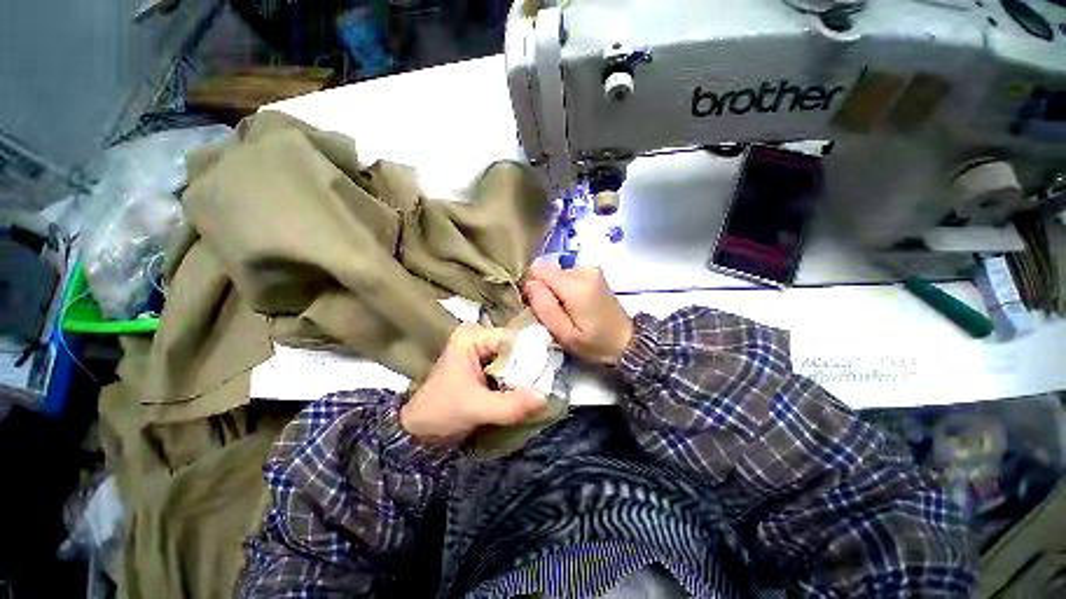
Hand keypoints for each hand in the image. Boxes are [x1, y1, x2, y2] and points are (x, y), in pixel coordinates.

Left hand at [400, 323, 546, 444]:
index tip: (551, 374)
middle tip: (549, 386)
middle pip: (516, 349)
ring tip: (543, 391)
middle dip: (531, 369)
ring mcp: (482, 352)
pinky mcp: (485, 367)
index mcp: (472, 336)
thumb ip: (510, 404)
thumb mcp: (476, 408)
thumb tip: (545, 397)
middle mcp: (479, 337)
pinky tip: (529, 395)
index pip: (513, 339)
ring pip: (514, 361)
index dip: (533, 356)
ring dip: (526, 378)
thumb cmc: (440, 413)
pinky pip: (509, 371)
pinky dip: (518, 383)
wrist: (417, 434)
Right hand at [524, 262, 633, 365]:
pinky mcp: (594, 272)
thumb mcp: (565, 335)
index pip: (538, 268)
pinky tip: (574, 304)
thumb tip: (530, 284)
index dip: (532, 286)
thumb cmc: (595, 343)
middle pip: (547, 269)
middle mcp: (584, 270)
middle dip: (544, 289)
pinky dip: (565, 287)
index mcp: (576, 286)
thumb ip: (545, 308)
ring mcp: (591, 269)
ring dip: (555, 289)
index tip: (538, 305)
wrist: (627, 341)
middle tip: (555, 312)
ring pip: (556, 272)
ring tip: (566, 310)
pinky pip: (567, 274)